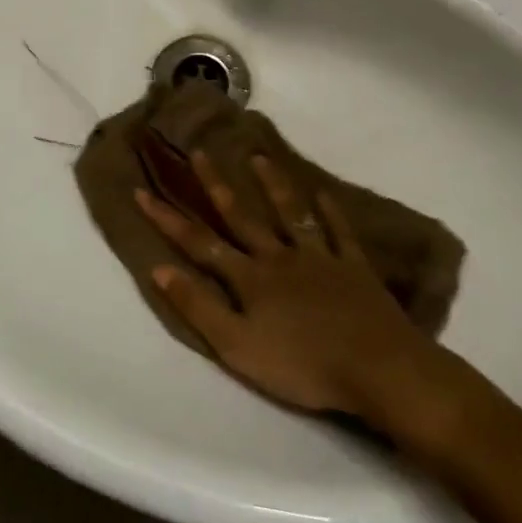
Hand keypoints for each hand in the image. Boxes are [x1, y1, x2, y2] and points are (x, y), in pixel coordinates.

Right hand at [137, 152, 473, 453]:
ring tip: (258, 156)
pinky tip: (324, 194)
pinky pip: (340, 234)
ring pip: (290, 213)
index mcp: (250, 278)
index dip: (168, 219)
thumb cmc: (304, 365)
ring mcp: (319, 258)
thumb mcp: (238, 347)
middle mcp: (279, 257)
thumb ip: (198, 307)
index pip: (199, 243)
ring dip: (272, 185)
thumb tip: (158, 268)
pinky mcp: (354, 268)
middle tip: (200, 152)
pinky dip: (331, 213)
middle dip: (216, 185)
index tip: (142, 190)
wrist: (379, 370)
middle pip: (241, 216)